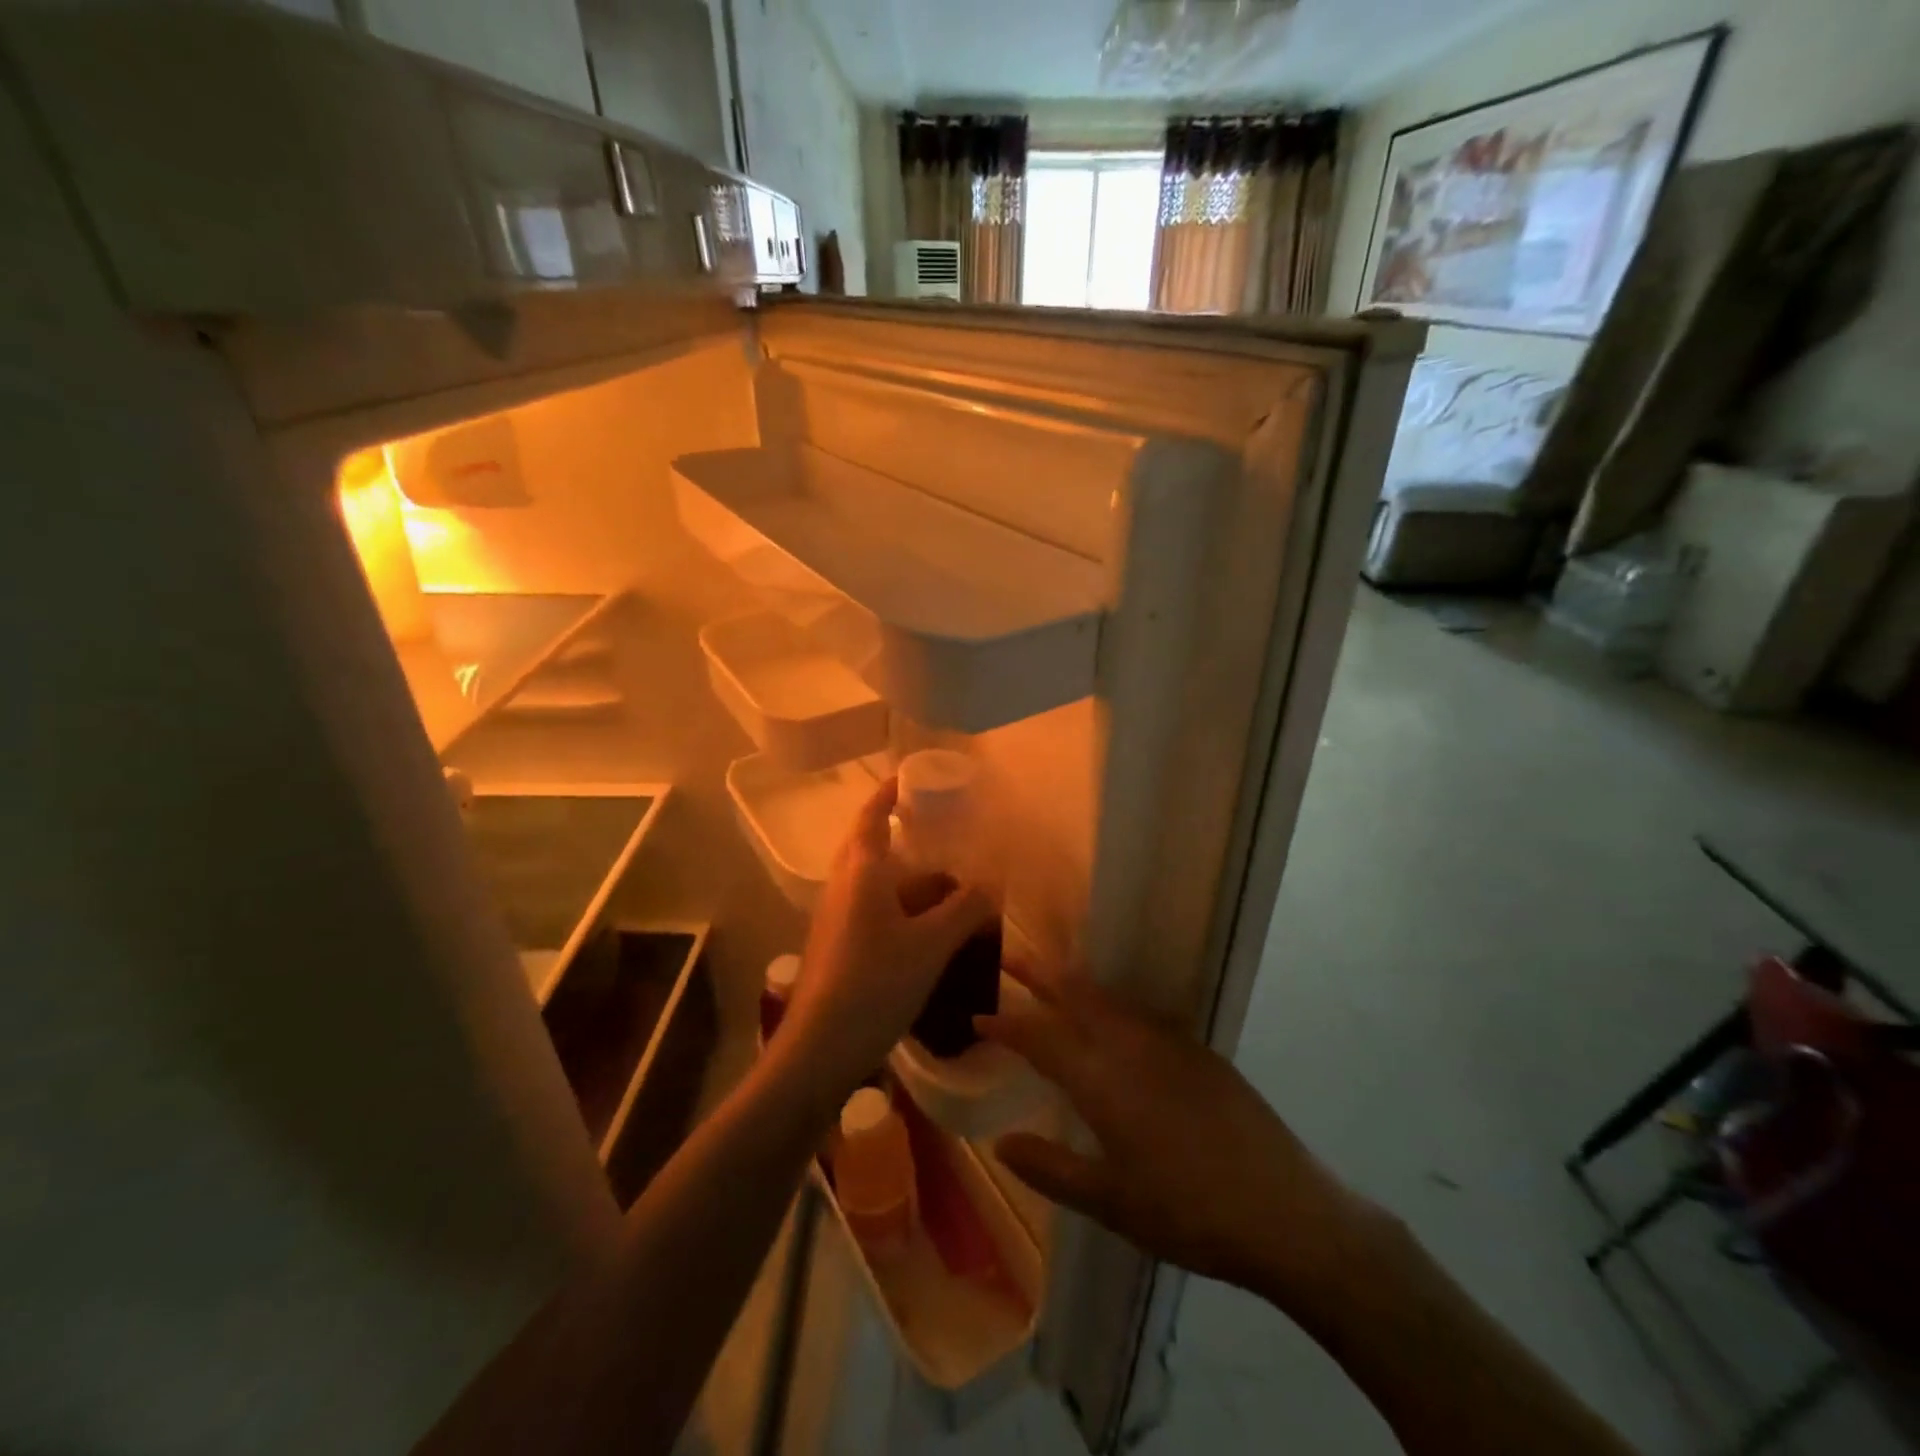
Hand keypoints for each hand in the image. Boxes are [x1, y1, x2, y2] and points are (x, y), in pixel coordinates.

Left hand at [778, 778, 994, 1098]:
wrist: (819, 1048)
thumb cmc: (874, 983)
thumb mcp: (931, 945)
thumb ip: (965, 909)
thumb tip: (993, 882)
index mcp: (861, 871)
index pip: (872, 815)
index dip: (889, 793)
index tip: (911, 777)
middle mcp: (842, 886)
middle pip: (871, 846)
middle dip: (903, 835)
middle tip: (941, 831)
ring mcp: (835, 917)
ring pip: (874, 882)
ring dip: (907, 877)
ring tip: (948, 882)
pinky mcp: (836, 945)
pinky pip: (872, 910)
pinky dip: (900, 907)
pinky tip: (927, 929)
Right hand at [978, 965, 1385, 1313]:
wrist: (1287, 1212)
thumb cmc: (1188, 1213)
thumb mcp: (1111, 1203)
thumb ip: (1051, 1168)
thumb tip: (1001, 1141)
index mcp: (1103, 1081)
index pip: (1042, 1038)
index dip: (1008, 1024)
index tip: (980, 1015)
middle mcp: (1132, 1047)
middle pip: (1077, 997)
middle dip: (1041, 976)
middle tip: (1012, 958)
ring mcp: (1170, 1043)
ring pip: (1111, 1000)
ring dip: (1077, 985)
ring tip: (1054, 976)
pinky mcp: (1199, 1050)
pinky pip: (1141, 1013)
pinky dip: (1113, 1004)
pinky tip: (1114, 1018)